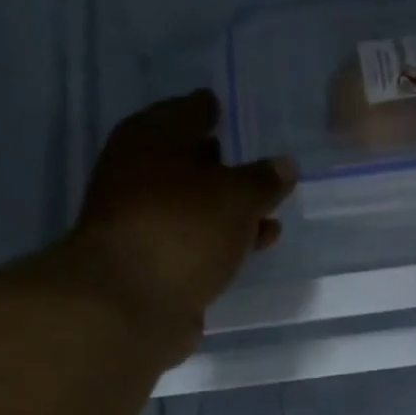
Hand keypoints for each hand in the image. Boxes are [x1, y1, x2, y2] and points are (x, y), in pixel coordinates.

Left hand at [70, 88, 296, 353]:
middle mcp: (139, 176)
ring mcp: (143, 225)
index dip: (207, 110)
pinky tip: (247, 250)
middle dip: (218, 166)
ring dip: (226, 213)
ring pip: (193, 209)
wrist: (130, 305)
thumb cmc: (182, 230)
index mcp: (150, 139)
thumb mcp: (235, 197)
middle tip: (252, 166)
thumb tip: (284, 165)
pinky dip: (220, 244)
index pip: (185, 112)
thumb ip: (263, 181)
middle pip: (185, 163)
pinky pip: (195, 245)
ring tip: (268, 217)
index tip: (223, 109)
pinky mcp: (153, 267)